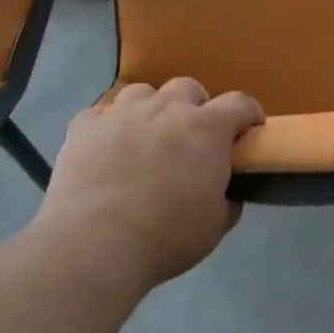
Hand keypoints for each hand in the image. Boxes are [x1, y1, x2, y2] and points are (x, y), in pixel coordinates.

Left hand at [39, 78, 264, 289]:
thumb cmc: (166, 237)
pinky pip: (100, 115)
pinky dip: (108, 129)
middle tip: (191, 138)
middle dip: (195, 107)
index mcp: (206, 129)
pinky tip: (105, 152)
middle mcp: (166, 108)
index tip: (249, 130)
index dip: (248, 114)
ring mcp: (122, 112)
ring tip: (146, 139)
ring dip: (151, 110)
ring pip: (143, 93)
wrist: (95, 244)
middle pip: (188, 88)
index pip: (239, 104)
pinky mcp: (84, 126)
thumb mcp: (214, 226)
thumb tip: (226, 193)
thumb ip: (227, 200)